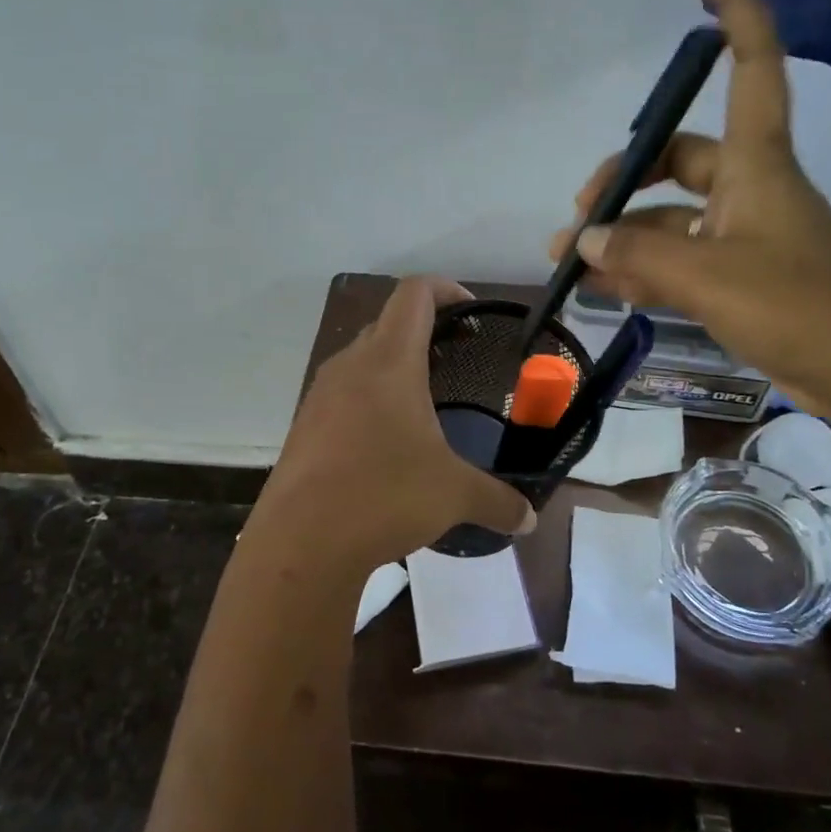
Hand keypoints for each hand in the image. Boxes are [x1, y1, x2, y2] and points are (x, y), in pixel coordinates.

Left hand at [254, 277, 535, 571]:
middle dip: (424, 331)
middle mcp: (350, 365)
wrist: (301, 542)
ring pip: (361, 359)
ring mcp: (320, 395)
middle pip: (388, 323)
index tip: (472, 311)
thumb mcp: (454, 495)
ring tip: (423, 401)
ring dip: (393, 366)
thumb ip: (498, 501)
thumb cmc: (384, 496)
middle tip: (456, 359)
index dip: (446, 289)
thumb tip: (529, 520)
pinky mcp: (304, 426)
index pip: (415, 293)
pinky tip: (386, 441)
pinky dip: (368, 399)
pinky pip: (342, 394)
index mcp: (390, 362)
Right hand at [549, 0, 830, 423]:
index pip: (750, 61)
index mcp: (756, 163)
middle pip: (678, 159)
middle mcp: (749, 188)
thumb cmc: (799, 308)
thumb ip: (640, 253)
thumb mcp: (710, 277)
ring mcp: (743, 235)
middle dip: (624, 180)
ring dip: (624, 236)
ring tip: (572, 263)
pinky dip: (642, 270)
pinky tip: (605, 288)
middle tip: (579, 217)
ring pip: (670, 219)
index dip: (732, 5)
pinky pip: (679, 260)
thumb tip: (585, 237)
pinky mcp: (739, 277)